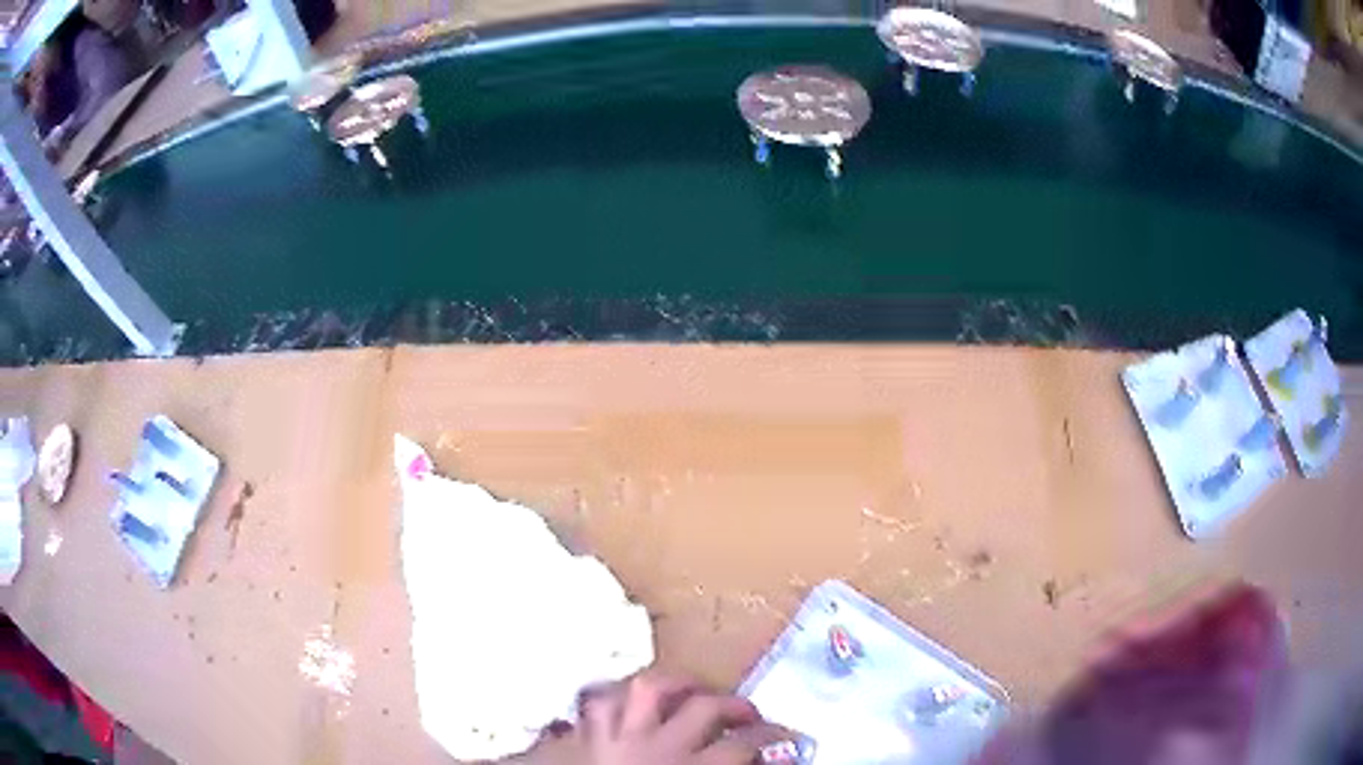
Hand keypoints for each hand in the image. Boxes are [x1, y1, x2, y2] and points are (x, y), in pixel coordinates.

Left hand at [516, 669, 791, 764]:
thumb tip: (773, 762)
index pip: (743, 747)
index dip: (773, 738)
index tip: (787, 737)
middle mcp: (654, 747)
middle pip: (704, 709)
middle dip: (734, 706)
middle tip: (749, 713)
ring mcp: (615, 737)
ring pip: (647, 689)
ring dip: (676, 685)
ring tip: (694, 690)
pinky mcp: (585, 736)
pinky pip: (600, 703)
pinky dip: (616, 697)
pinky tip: (632, 701)